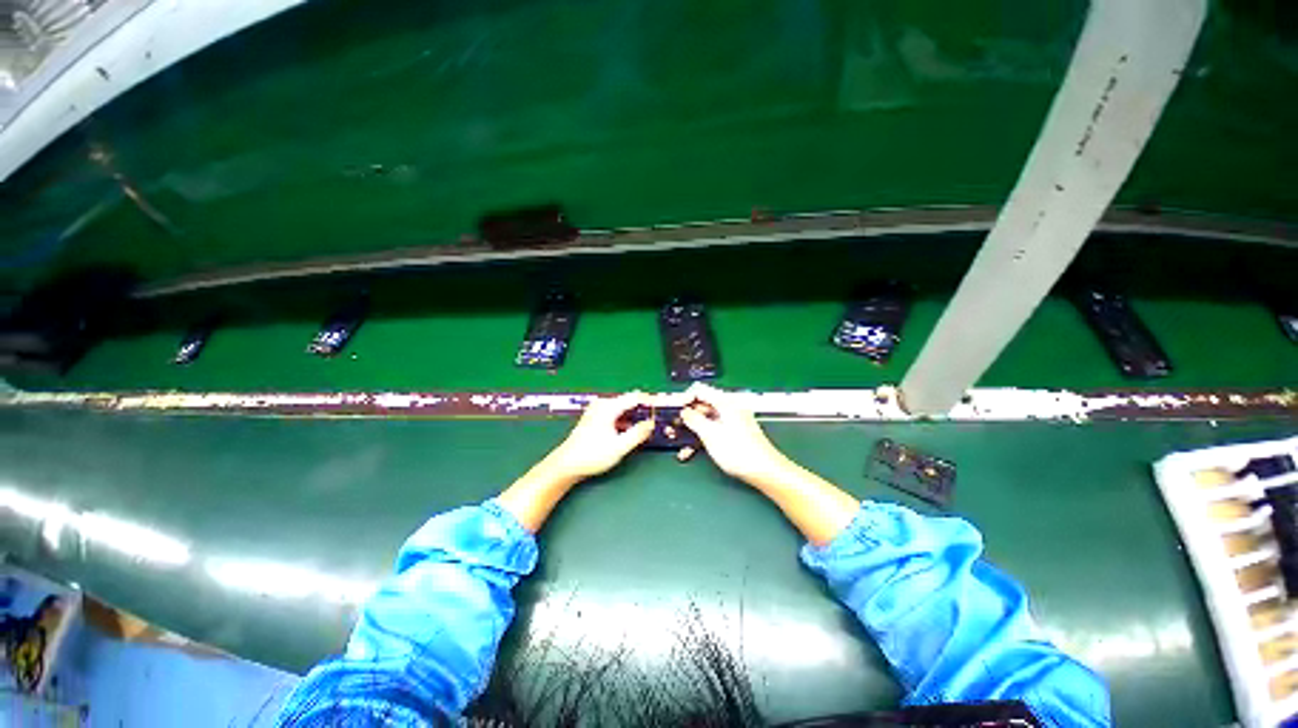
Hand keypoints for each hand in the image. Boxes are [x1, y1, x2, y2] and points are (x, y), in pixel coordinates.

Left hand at [545, 392, 655, 481]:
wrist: (566, 464)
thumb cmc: (592, 455)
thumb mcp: (619, 447)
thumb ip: (638, 433)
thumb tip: (651, 424)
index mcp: (608, 407)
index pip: (635, 397)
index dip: (650, 401)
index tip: (662, 405)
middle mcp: (603, 404)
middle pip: (629, 401)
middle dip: (643, 409)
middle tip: (657, 418)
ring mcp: (597, 410)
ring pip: (622, 408)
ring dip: (635, 415)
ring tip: (647, 426)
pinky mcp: (595, 418)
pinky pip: (616, 414)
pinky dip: (625, 420)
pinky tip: (630, 430)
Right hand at [679, 383, 791, 486]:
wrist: (765, 471)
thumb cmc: (738, 451)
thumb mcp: (710, 434)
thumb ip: (694, 419)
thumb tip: (684, 411)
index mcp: (726, 402)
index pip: (700, 390)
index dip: (684, 398)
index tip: (673, 409)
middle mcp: (730, 408)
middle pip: (703, 405)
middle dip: (686, 416)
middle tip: (673, 426)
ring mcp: (733, 420)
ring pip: (707, 419)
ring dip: (692, 429)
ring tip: (679, 441)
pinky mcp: (735, 433)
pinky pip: (714, 429)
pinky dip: (703, 437)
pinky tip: (692, 451)